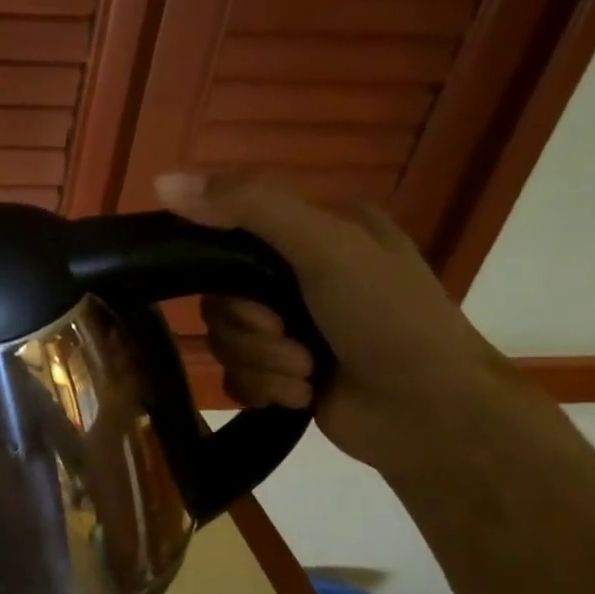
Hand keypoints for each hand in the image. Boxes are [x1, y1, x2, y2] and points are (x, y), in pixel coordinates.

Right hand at [154, 171, 515, 474]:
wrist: (432, 412)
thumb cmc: (389, 318)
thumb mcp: (325, 247)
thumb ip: (250, 208)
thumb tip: (161, 181)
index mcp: (316, 232)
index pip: (229, 237)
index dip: (223, 274)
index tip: (250, 297)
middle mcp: (300, 276)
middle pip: (220, 300)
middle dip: (250, 331)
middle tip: (290, 339)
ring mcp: (293, 329)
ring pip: (225, 342)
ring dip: (262, 364)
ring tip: (306, 374)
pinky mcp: (285, 375)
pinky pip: (237, 378)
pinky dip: (265, 390)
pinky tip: (301, 396)